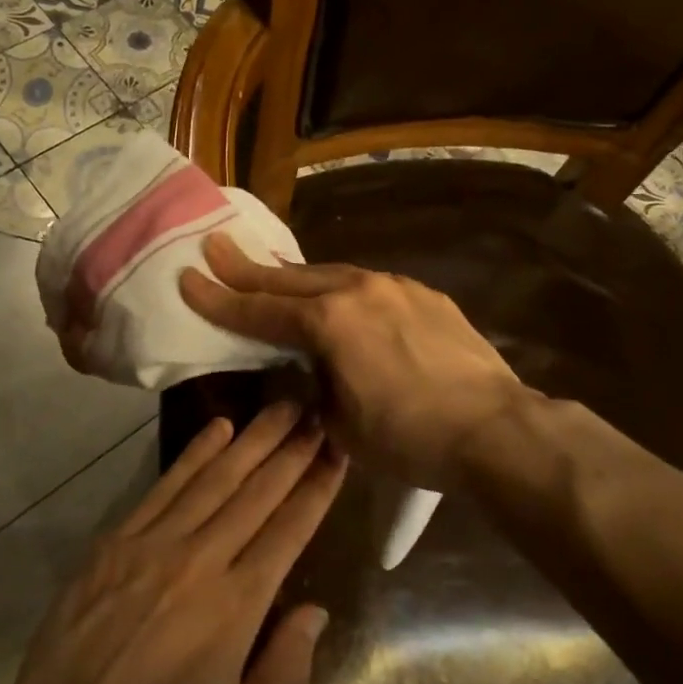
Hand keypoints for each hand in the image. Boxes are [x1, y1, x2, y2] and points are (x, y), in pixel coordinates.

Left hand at [2, 404, 345, 683]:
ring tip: (281, 406)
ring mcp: (155, 543)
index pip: (289, 531)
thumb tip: (313, 612)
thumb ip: (282, 675)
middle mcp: (201, 560)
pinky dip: (195, 453)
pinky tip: (218, 429)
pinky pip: (165, 485)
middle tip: (318, 411)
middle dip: (293, 450)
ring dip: (253, 439)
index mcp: (236, 607)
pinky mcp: (117, 540)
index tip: (338, 451)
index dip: (317, 488)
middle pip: (257, 492)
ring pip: (215, 478)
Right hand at [179, 233, 522, 491]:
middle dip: (246, 268)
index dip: (219, 300)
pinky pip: (369, 286)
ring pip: (330, 275)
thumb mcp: (342, 425)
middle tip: (214, 246)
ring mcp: (394, 287)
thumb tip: (312, 372)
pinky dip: (343, 290)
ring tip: (271, 272)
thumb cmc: (409, 437)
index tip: (188, 278)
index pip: (258, 312)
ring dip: (296, 277)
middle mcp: (356, 291)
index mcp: (327, 323)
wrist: (494, 429)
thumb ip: (315, 388)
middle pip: (288, 280)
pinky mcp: (424, 296)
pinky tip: (343, 299)